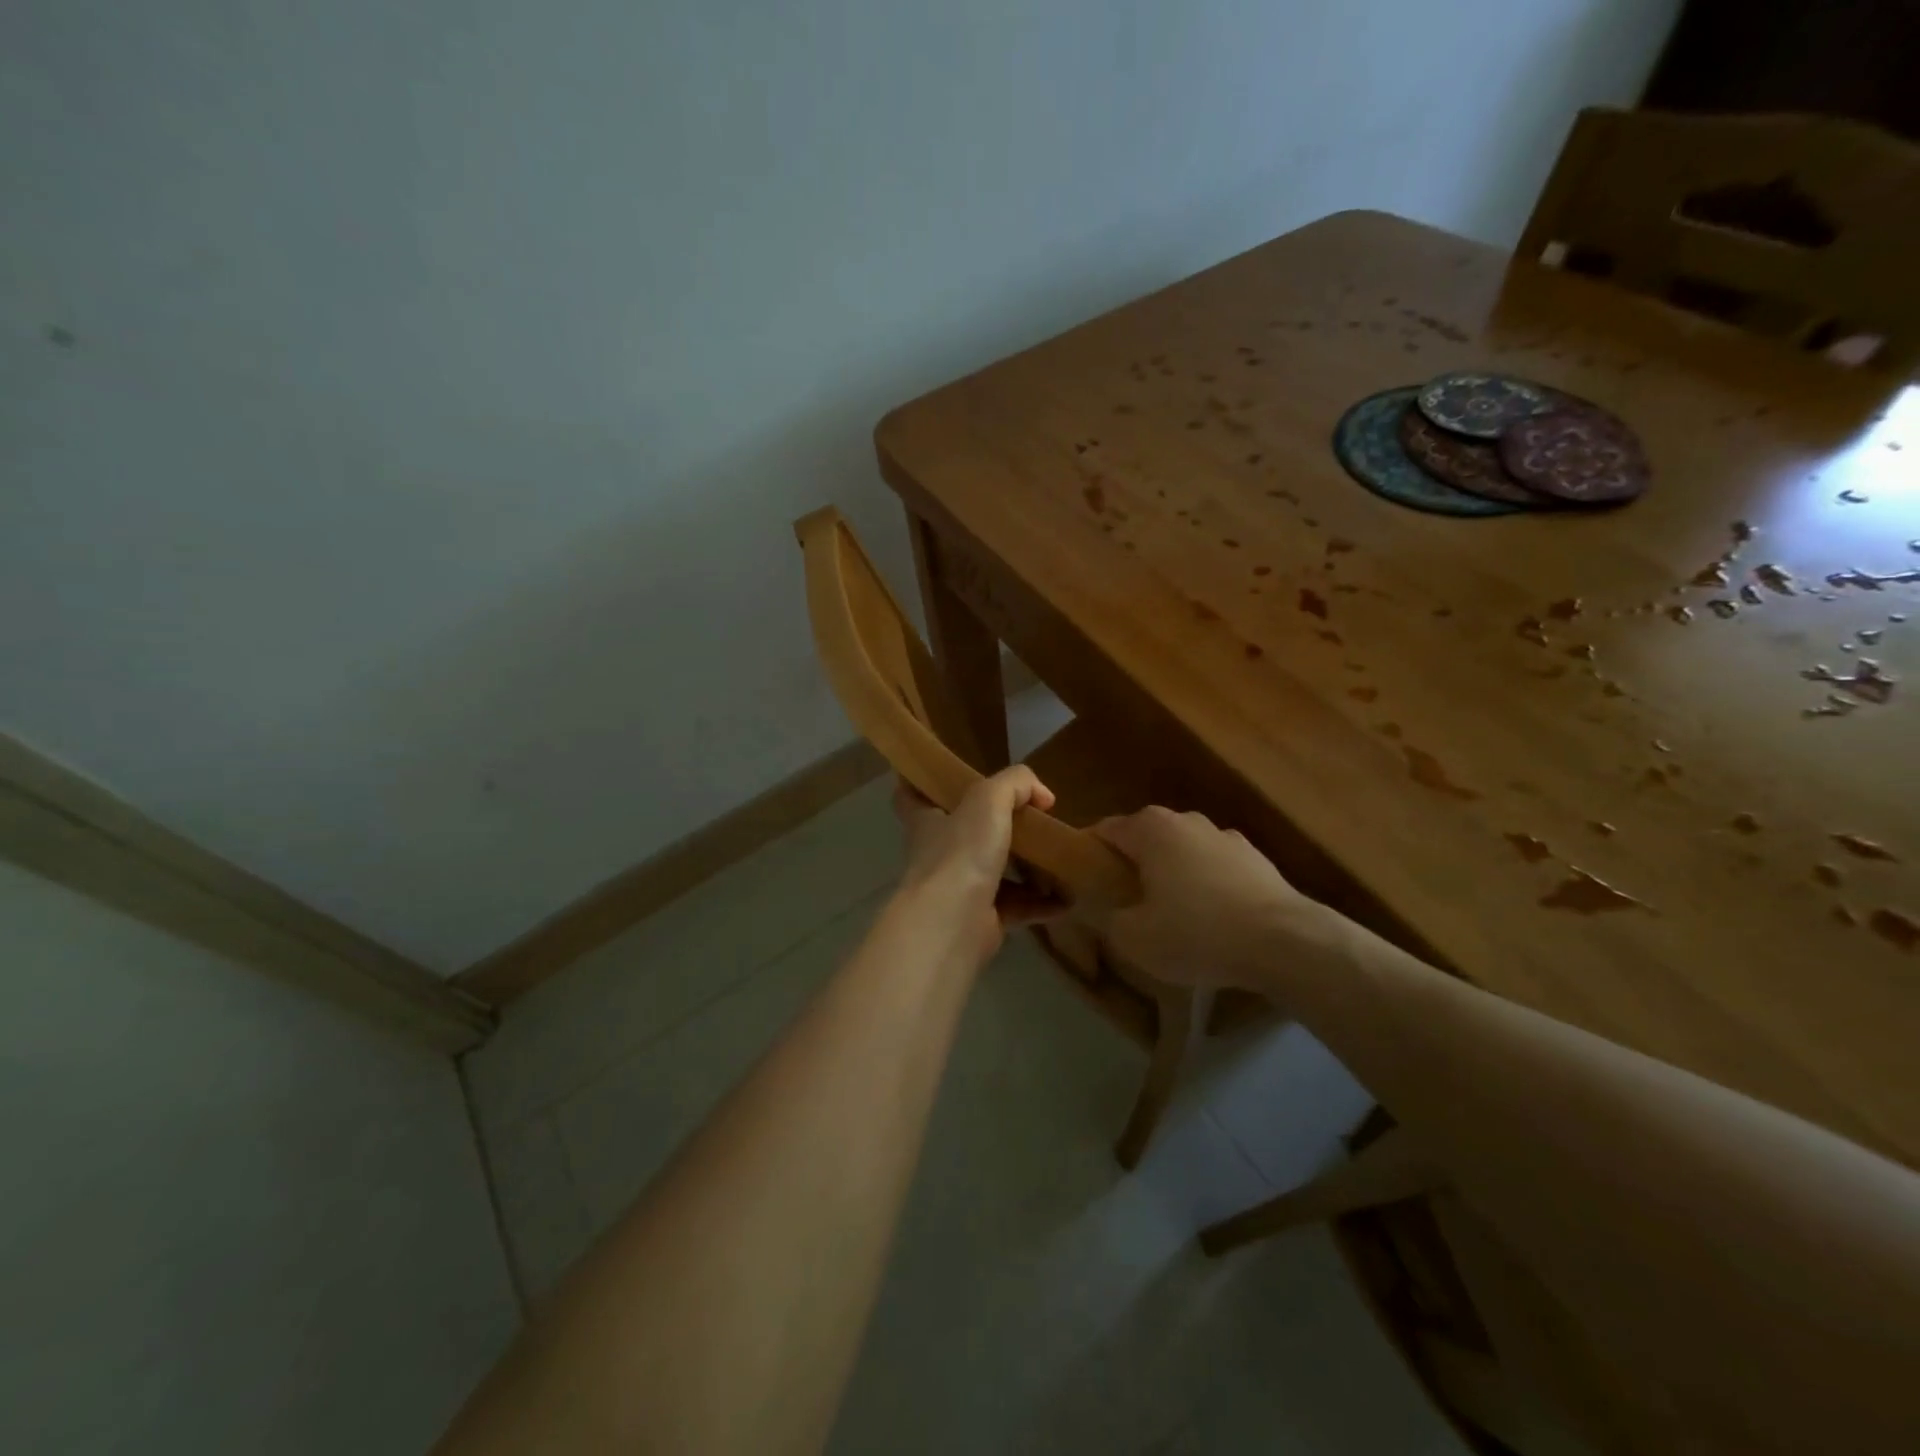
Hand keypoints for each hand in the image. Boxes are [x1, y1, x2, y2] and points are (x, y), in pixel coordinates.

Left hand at [893, 768, 1062, 964]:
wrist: (952, 923)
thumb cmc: (960, 853)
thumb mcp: (988, 799)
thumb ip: (1015, 784)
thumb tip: (1042, 795)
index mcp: (926, 820)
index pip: (910, 795)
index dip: (922, 783)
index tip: (945, 776)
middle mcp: (938, 853)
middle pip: (961, 832)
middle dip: (991, 825)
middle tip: (1027, 816)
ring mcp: (958, 888)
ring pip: (993, 871)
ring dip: (1024, 866)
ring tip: (1057, 855)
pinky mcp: (981, 919)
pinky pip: (1016, 906)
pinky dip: (1041, 903)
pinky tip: (1067, 898)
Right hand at [1089, 806, 1328, 987]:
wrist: (1285, 942)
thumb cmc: (1197, 933)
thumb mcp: (1133, 938)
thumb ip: (1105, 918)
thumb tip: (1098, 908)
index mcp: (1149, 828)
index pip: (1103, 831)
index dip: (1087, 856)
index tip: (1082, 885)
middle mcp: (1185, 820)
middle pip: (1143, 839)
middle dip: (1130, 866)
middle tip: (1123, 904)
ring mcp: (1225, 836)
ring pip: (1181, 852)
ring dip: (1170, 875)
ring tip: (1170, 915)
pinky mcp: (1255, 858)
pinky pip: (1214, 868)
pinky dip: (1205, 885)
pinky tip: (1211, 920)